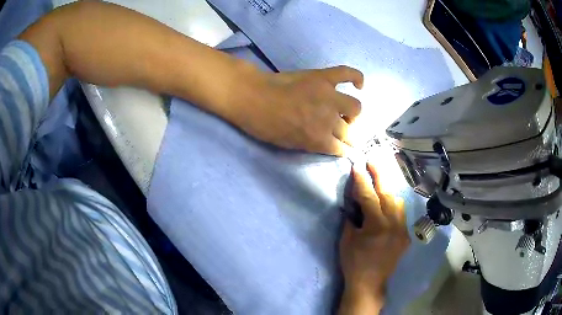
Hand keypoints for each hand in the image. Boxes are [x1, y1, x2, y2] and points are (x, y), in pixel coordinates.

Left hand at [229, 66, 362, 155]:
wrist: (253, 96)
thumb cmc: (265, 125)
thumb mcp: (289, 144)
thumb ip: (312, 144)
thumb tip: (328, 142)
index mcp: (319, 139)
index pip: (341, 149)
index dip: (342, 149)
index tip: (342, 147)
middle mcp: (330, 119)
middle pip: (349, 131)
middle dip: (347, 134)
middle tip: (340, 130)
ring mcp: (329, 96)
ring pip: (355, 107)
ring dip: (352, 114)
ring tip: (344, 111)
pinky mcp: (324, 77)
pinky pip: (348, 74)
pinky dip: (357, 78)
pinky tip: (358, 85)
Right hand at [339, 163, 409, 314]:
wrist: (369, 283)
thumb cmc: (353, 262)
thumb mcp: (346, 239)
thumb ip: (351, 217)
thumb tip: (353, 201)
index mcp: (376, 225)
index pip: (368, 195)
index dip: (361, 179)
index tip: (357, 165)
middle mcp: (393, 224)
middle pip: (387, 192)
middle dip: (379, 174)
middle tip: (373, 159)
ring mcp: (402, 229)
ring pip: (398, 201)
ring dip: (387, 190)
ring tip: (379, 182)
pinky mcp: (405, 235)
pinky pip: (401, 214)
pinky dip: (393, 205)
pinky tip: (386, 205)